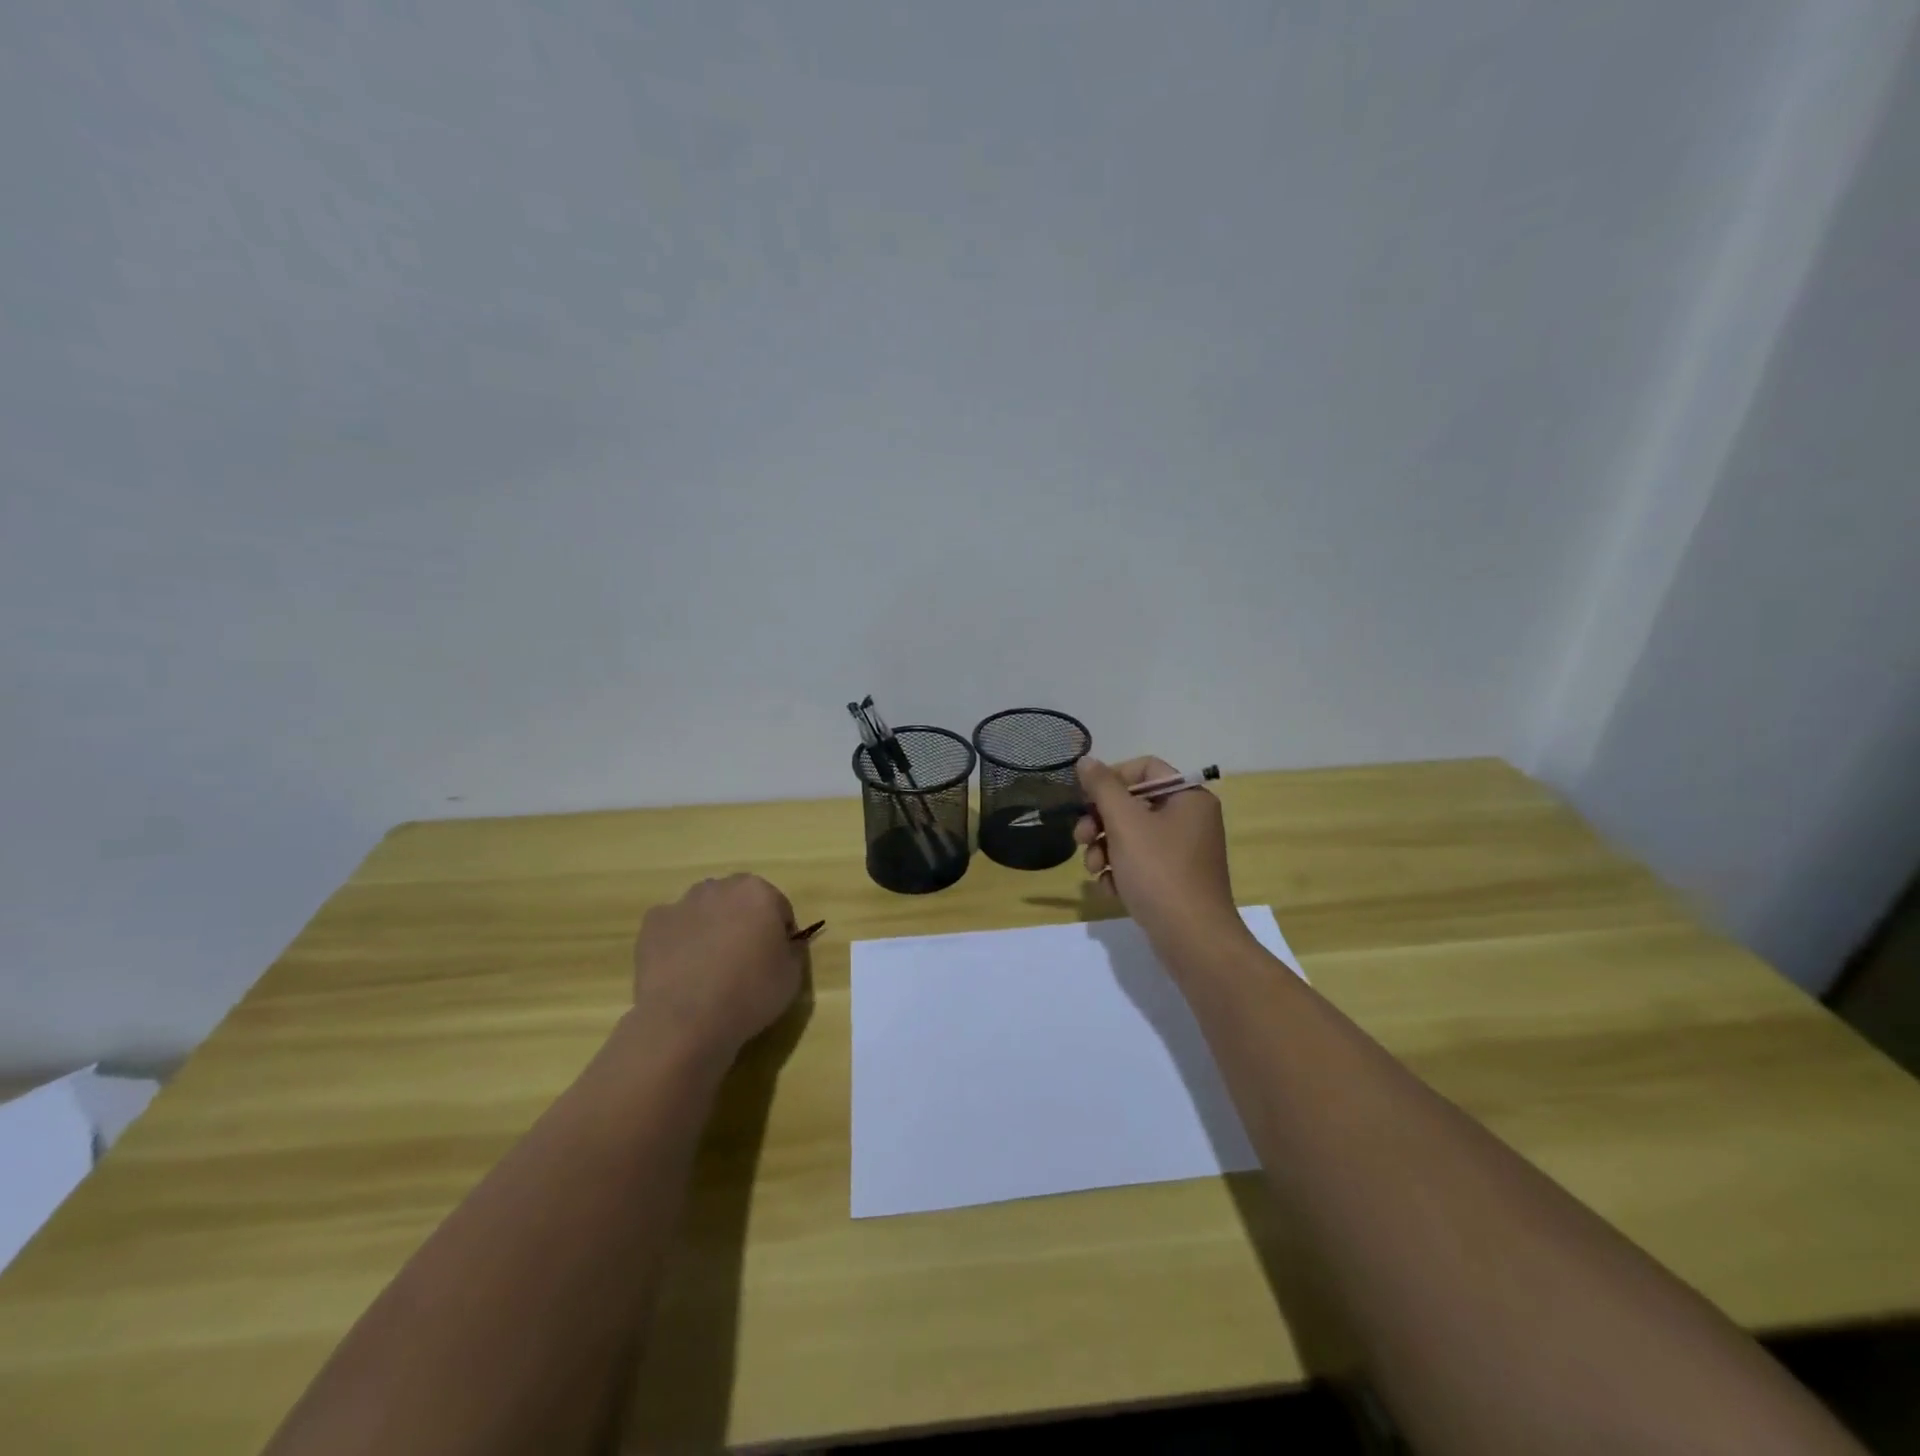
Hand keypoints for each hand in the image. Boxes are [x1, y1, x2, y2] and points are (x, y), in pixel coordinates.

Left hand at [629, 875, 804, 1060]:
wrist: (685, 1020)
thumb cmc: (749, 994)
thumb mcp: (793, 976)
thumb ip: (793, 949)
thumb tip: (785, 943)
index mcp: (759, 892)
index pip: (779, 908)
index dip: (779, 935)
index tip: (774, 962)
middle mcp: (720, 887)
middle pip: (739, 902)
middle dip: (742, 923)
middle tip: (743, 962)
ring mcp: (682, 903)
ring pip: (704, 911)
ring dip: (710, 928)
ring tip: (708, 969)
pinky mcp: (652, 924)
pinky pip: (674, 928)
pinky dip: (679, 942)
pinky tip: (681, 972)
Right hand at [1074, 756, 1247, 965]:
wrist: (1193, 940)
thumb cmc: (1160, 872)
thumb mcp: (1125, 823)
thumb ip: (1103, 788)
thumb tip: (1086, 761)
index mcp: (1189, 797)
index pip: (1144, 769)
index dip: (1111, 779)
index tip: (1086, 799)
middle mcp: (1190, 819)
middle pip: (1134, 804)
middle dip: (1101, 821)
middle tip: (1081, 839)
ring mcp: (1183, 852)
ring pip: (1131, 836)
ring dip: (1105, 849)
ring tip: (1093, 870)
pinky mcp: (1175, 880)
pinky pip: (1140, 863)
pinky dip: (1120, 872)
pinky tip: (1110, 889)